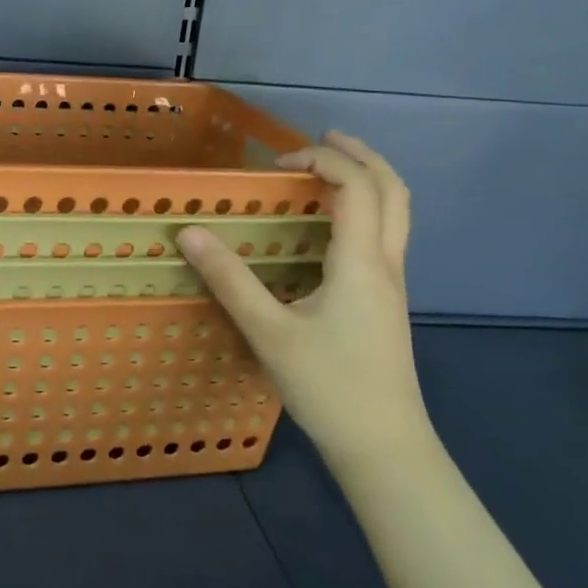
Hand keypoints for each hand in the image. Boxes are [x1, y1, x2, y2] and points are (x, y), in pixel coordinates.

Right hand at [177, 131, 430, 473]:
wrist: (385, 448)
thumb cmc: (329, 387)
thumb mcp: (270, 333)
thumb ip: (230, 279)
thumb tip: (190, 233)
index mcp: (362, 262)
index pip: (357, 186)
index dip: (322, 160)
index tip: (277, 165)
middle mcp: (387, 264)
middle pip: (393, 190)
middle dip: (360, 155)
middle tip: (322, 139)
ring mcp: (393, 285)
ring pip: (397, 214)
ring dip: (367, 180)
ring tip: (328, 171)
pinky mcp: (387, 303)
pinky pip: (385, 236)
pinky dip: (364, 210)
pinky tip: (331, 228)